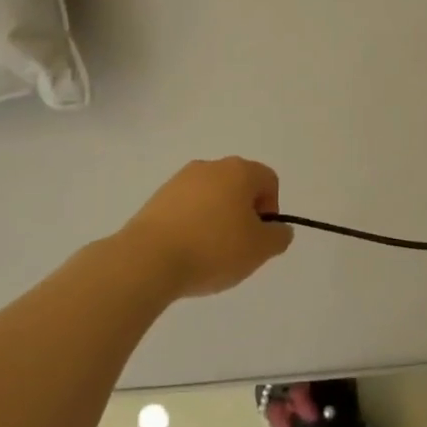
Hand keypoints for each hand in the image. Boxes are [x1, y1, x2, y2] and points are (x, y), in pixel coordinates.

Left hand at [120, 158, 293, 298]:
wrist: (147, 259)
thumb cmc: (213, 249)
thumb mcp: (260, 249)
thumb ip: (278, 236)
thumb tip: (279, 229)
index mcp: (239, 171)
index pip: (269, 180)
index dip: (271, 208)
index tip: (259, 236)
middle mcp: (210, 166)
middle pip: (239, 185)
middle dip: (244, 213)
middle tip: (238, 246)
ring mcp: (180, 180)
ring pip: (211, 196)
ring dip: (217, 218)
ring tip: (210, 252)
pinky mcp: (157, 198)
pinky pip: (187, 207)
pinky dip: (193, 224)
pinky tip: (186, 251)